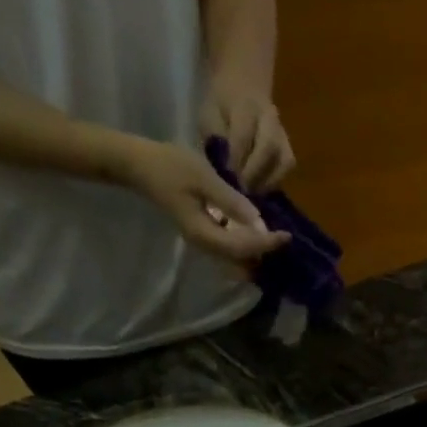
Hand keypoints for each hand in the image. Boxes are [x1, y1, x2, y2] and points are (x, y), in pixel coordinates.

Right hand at [106, 135, 289, 263]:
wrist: (140, 166)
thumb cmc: (170, 166)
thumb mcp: (203, 177)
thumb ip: (231, 200)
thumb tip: (258, 221)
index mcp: (204, 234)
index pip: (243, 247)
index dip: (266, 243)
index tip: (286, 235)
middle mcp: (205, 246)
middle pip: (241, 261)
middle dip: (263, 254)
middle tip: (283, 240)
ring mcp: (203, 243)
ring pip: (235, 259)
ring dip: (256, 253)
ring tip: (275, 239)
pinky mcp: (203, 235)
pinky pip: (229, 250)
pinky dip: (245, 246)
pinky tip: (257, 233)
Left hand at [201, 89, 295, 194]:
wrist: (243, 83)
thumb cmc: (221, 103)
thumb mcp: (209, 114)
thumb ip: (215, 140)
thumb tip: (222, 171)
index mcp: (245, 105)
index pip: (243, 136)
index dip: (235, 161)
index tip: (226, 180)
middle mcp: (269, 117)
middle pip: (269, 147)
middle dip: (254, 172)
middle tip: (241, 191)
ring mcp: (282, 132)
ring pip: (284, 160)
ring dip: (269, 180)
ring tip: (252, 193)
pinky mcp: (288, 145)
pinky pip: (287, 165)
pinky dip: (276, 180)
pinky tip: (261, 188)